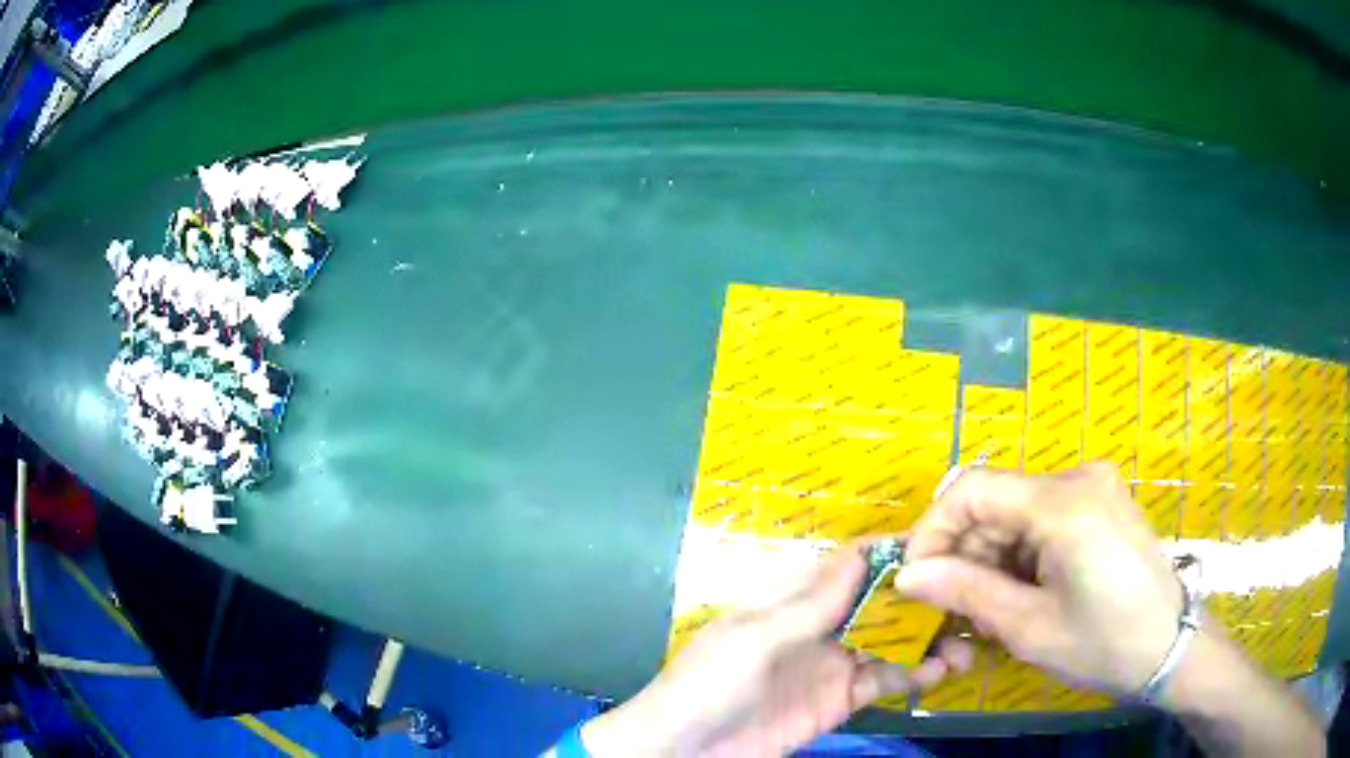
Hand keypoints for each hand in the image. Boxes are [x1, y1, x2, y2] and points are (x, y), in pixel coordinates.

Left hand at [583, 547, 972, 756]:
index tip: (945, 545)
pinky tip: (940, 672)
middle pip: (881, 602)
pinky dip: (914, 674)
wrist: (683, 751)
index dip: (893, 553)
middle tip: (971, 599)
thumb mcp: (754, 639)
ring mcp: (831, 665)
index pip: (851, 566)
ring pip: (890, 641)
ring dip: (928, 638)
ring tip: (966, 641)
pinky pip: (883, 680)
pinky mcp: (839, 701)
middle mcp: (819, 626)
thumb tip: (862, 552)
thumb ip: (810, 604)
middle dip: (923, 598)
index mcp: (792, 600)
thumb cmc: (708, 685)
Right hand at [896, 462, 1182, 695]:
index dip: (932, 530)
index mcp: (1063, 503)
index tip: (913, 578)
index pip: (972, 490)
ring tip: (992, 612)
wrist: (1170, 647)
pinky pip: (1044, 518)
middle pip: (996, 502)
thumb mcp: (1028, 627)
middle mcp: (1078, 477)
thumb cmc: (1103, 644)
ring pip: (1018, 513)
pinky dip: (1021, 555)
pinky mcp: (1102, 502)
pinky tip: (1024, 594)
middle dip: (965, 554)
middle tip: (954, 610)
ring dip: (993, 560)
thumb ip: (966, 592)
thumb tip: (907, 575)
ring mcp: (1094, 487)